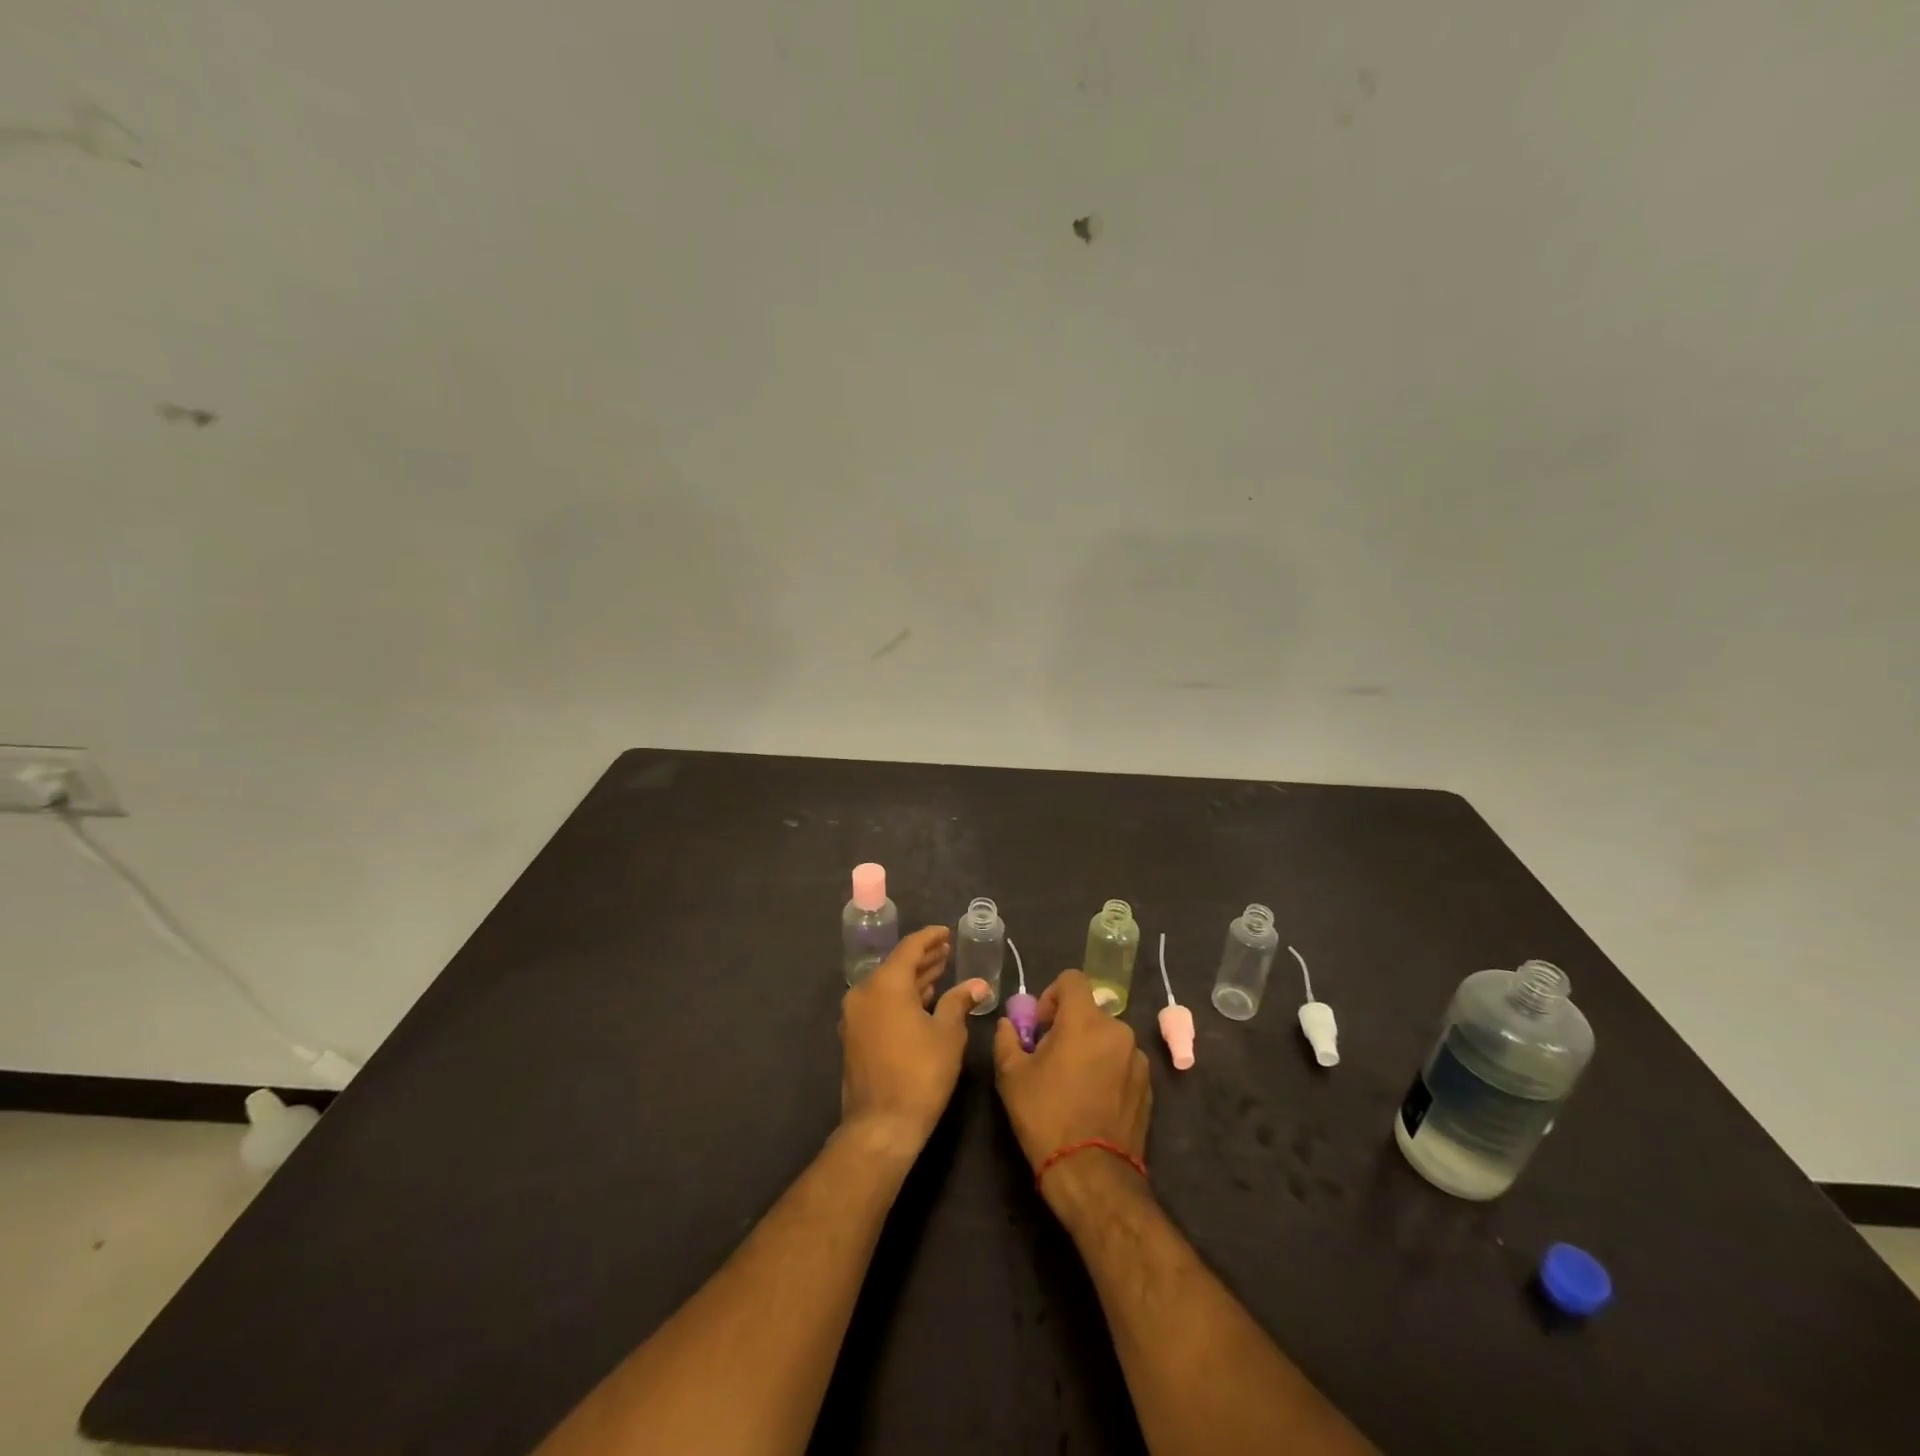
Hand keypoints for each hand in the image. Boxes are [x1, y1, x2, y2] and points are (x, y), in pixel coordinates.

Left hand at [840, 926, 988, 1156]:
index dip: (930, 938)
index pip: (910, 947)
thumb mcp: (947, 1034)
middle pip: (896, 965)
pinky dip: (900, 997)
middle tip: (947, 951)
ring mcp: (855, 1015)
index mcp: (886, 984)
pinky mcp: (854, 1036)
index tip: (947, 932)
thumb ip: (959, 1002)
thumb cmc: (920, 1073)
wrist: (881, 1125)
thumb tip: (978, 984)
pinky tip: (922, 1000)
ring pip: (887, 985)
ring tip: (939, 972)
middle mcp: (864, 992)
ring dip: (913, 978)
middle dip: (923, 958)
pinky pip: (879, 1003)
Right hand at [993, 969, 1151, 1201]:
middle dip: (1069, 1026)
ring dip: (1090, 1049)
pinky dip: (1107, 1070)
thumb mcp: (1011, 1075)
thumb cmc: (1046, 1116)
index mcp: (1085, 1020)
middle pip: (1089, 1012)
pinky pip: (1122, 1063)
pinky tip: (1093, 1101)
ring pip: (1107, 1038)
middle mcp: (1117, 1030)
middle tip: (1051, 1058)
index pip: (1072, 979)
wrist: (1092, 1174)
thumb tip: (1010, 1025)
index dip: (1052, 995)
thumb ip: (1007, 1038)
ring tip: (1073, 1084)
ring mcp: (1138, 1059)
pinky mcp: (1148, 1086)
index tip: (1041, 1026)